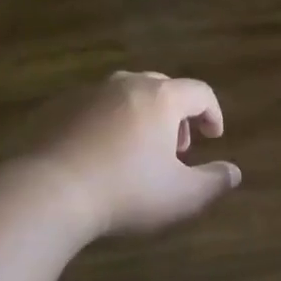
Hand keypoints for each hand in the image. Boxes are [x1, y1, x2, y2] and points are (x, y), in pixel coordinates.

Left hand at [26, 72, 241, 238]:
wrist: (47, 192)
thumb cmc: (125, 192)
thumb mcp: (181, 196)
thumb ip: (214, 182)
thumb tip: (234, 172)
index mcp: (160, 98)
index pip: (199, 92)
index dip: (212, 113)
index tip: (213, 138)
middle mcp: (125, 85)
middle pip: (162, 88)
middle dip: (176, 115)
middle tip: (176, 147)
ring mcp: (87, 93)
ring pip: (125, 95)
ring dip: (140, 117)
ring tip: (137, 152)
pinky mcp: (57, 107)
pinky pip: (93, 108)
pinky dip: (106, 123)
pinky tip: (99, 155)